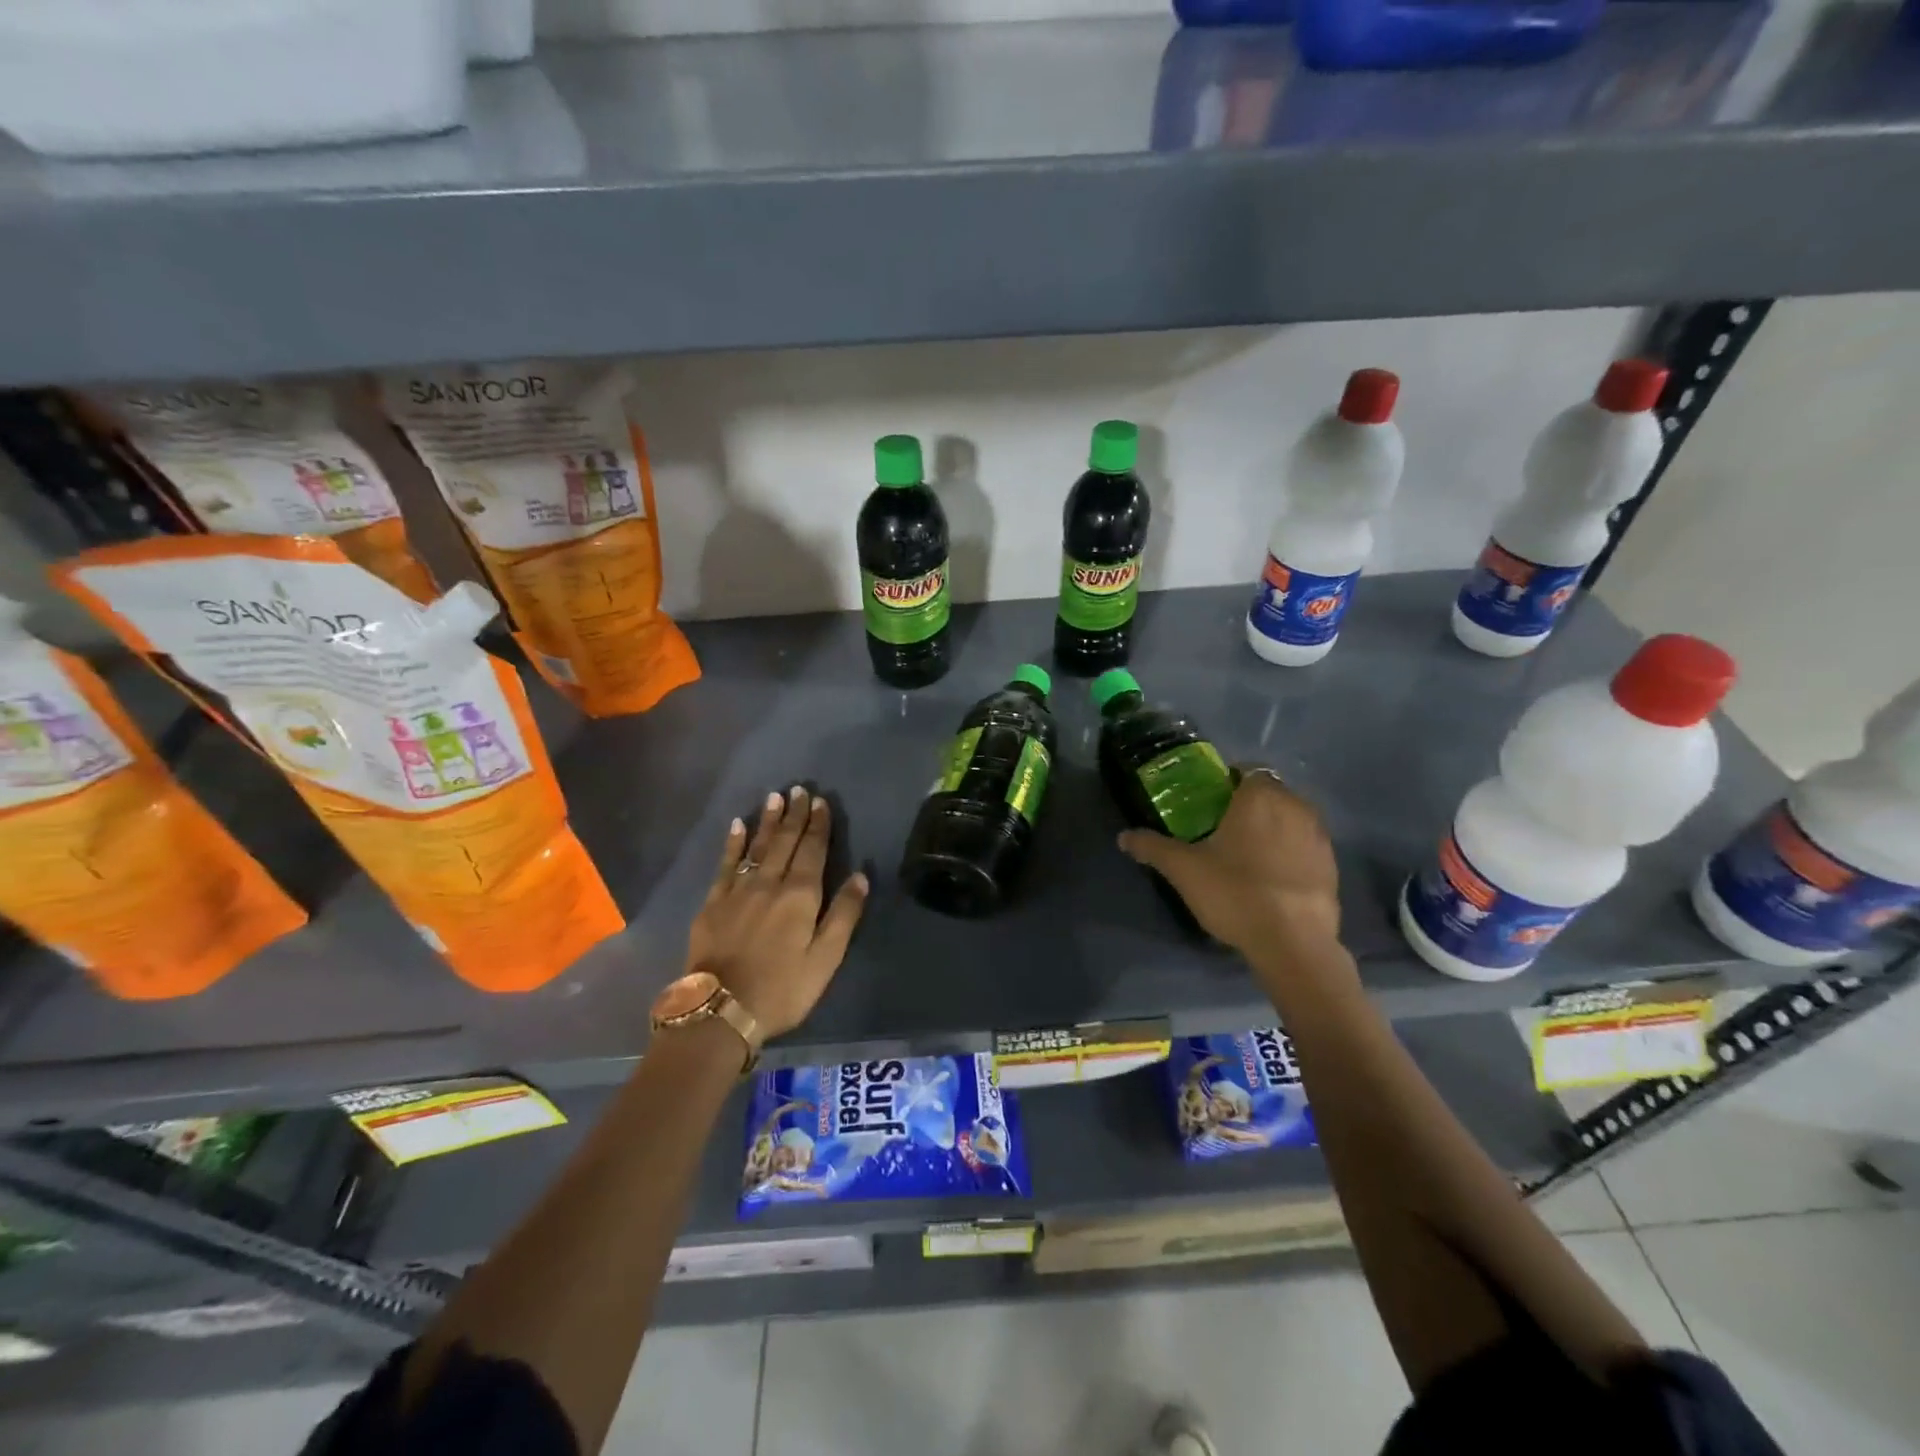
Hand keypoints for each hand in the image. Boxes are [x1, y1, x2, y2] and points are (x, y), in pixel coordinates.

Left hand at [686, 786, 868, 1039]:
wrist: (720, 1010)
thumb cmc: (782, 989)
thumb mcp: (825, 959)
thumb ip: (843, 915)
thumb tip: (861, 875)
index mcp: (800, 896)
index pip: (813, 851)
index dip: (818, 825)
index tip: (820, 801)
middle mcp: (769, 883)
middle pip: (785, 842)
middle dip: (794, 815)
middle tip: (799, 789)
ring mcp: (738, 891)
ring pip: (757, 847)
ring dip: (767, 821)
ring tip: (774, 797)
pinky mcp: (713, 903)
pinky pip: (725, 864)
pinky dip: (733, 843)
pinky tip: (737, 826)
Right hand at [1118, 769, 1345, 969]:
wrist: (1294, 943)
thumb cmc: (1235, 892)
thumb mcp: (1183, 869)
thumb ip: (1153, 847)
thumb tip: (1123, 837)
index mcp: (1259, 796)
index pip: (1246, 771)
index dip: (1228, 783)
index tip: (1210, 804)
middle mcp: (1296, 805)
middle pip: (1270, 793)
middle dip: (1250, 805)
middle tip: (1223, 830)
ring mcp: (1319, 836)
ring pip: (1291, 818)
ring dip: (1273, 828)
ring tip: (1248, 855)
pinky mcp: (1332, 865)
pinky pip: (1305, 846)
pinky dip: (1290, 853)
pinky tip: (1272, 878)